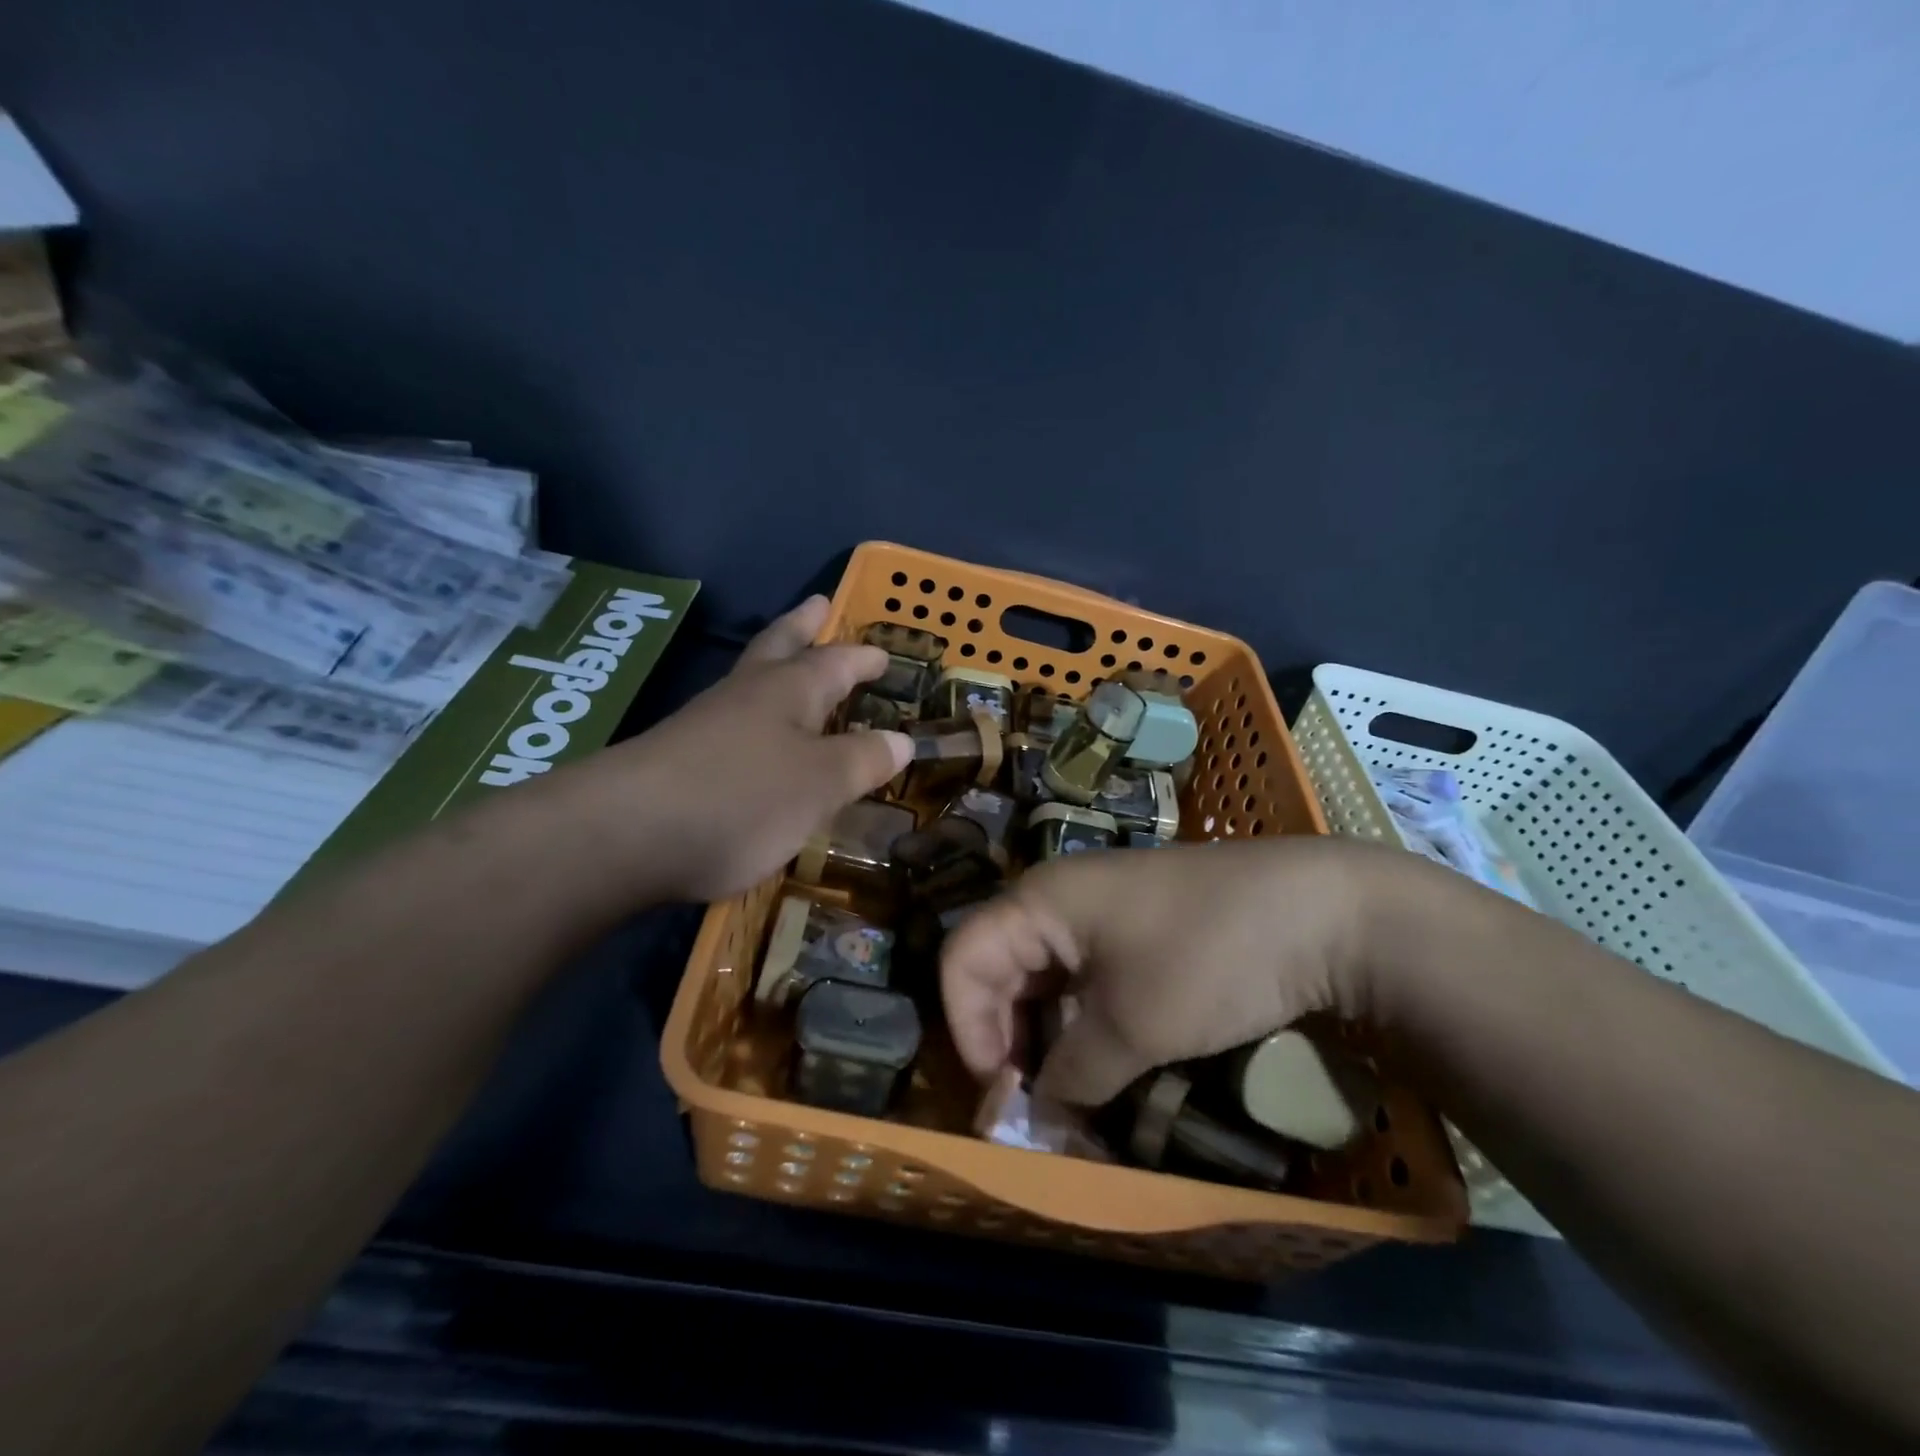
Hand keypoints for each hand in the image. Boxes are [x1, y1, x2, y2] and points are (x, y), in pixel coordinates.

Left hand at [595, 596, 910, 902]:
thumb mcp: (820, 784)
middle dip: (802, 628)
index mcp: (787, 690)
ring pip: (749, 683)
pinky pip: (729, 725)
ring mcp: (705, 725)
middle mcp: (745, 696)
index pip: (835, 662)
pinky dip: (751, 720)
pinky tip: (753, 740)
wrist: (624, 835)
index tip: (884, 653)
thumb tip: (902, 740)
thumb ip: (862, 761)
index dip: (862, 658)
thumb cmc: (742, 798)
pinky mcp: (678, 759)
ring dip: (773, 669)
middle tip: (817, 605)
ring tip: (789, 670)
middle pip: (778, 648)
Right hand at [940, 837, 1399, 1106]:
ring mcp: (1100, 914)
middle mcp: (1059, 900)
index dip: (967, 1031)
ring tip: (1074, 1097)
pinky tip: (1107, 1065)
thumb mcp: (1135, 1026)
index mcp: (1040, 900)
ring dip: (1047, 1040)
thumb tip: (1041, 1116)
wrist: (1322, 911)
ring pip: (1043, 980)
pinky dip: (1083, 1026)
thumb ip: (1074, 1074)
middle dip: (1005, 1041)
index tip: (1003, 1095)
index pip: (963, 959)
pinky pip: (1084, 979)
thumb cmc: (1211, 955)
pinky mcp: (1136, 932)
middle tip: (1036, 1107)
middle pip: (998, 969)